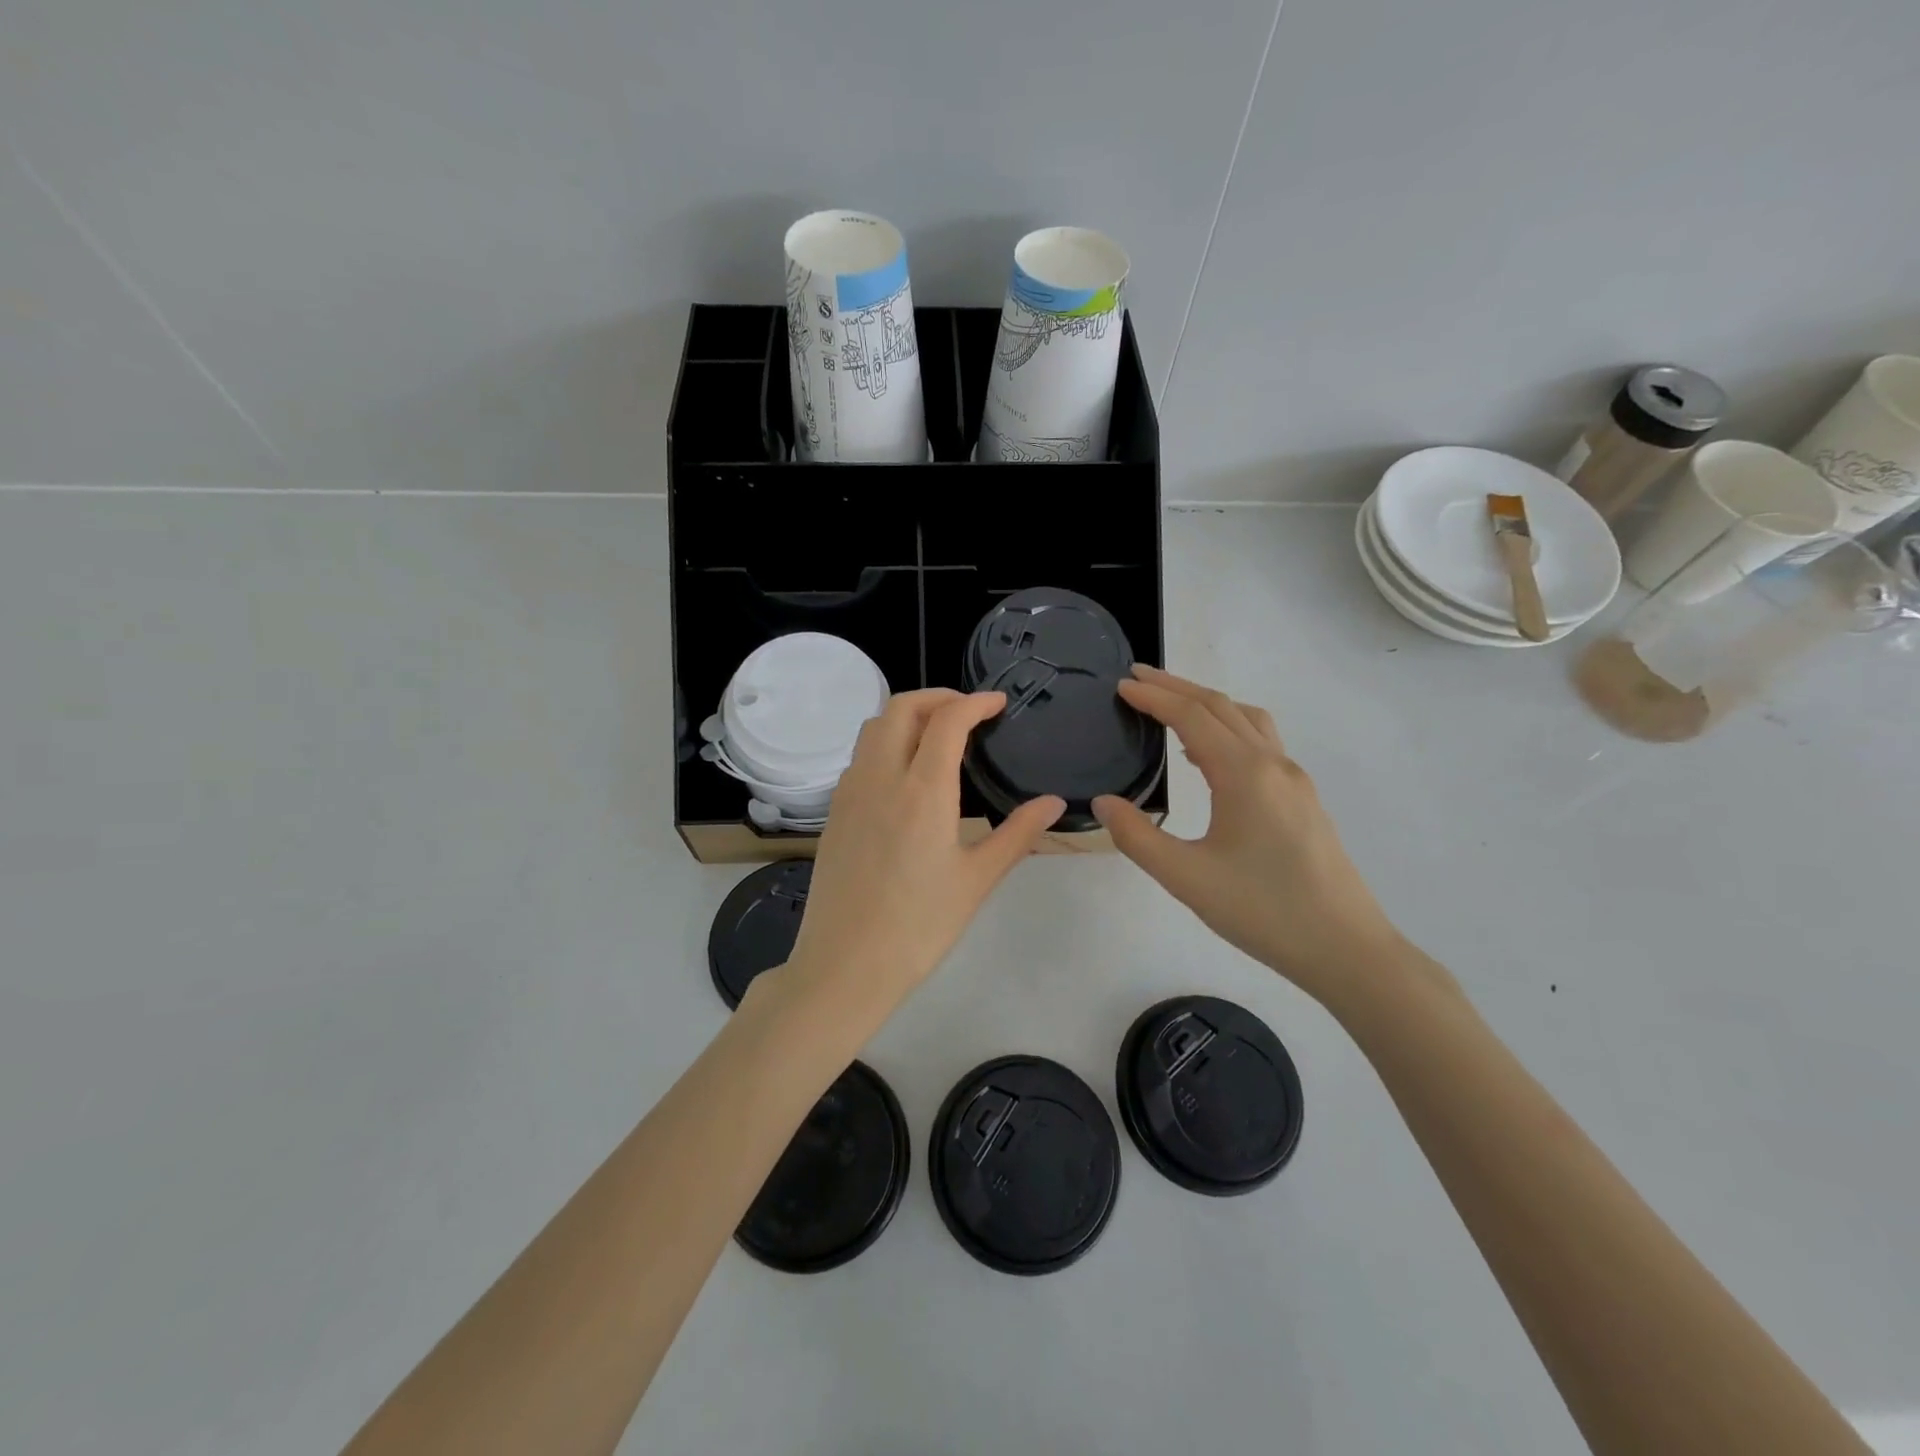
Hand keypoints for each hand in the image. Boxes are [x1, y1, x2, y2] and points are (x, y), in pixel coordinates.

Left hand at [780, 689, 1064, 1022]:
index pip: (947, 719)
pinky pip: (859, 756)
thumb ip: (1019, 833)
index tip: (998, 703)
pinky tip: (905, 774)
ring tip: (938, 735)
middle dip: (938, 697)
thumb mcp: (977, 879)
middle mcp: (880, 777)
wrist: (845, 965)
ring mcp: (850, 792)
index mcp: (922, 791)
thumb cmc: (920, 926)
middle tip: (969, 712)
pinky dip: (885, 742)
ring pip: (873, 727)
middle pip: (901, 707)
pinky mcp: (834, 811)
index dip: (975, 701)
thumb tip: (1055, 802)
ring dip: (906, 716)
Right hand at [1093, 665, 1398, 1004]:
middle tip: (1137, 679)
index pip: (1191, 716)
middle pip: (1221, 706)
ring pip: (1247, 720)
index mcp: (1244, 774)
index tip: (1121, 685)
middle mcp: (1273, 764)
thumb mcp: (1186, 878)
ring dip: (1207, 705)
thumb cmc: (1263, 911)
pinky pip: (1261, 743)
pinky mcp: (1303, 799)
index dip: (1154, 697)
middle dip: (1176, 688)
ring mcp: (1294, 780)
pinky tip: (1208, 758)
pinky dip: (1228, 729)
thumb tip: (1105, 802)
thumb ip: (1138, 836)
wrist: (1345, 949)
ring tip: (1170, 709)